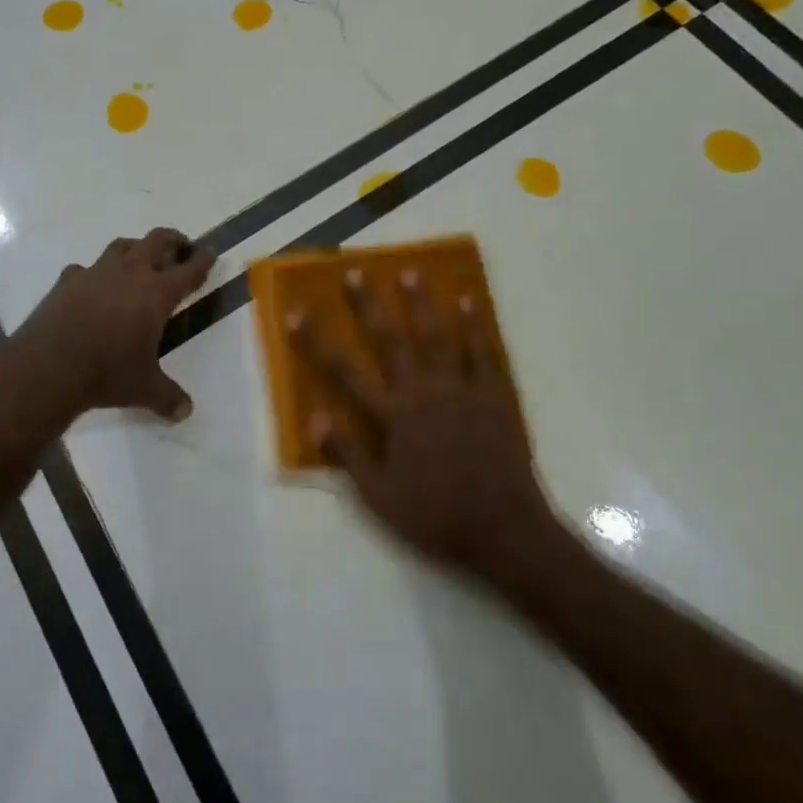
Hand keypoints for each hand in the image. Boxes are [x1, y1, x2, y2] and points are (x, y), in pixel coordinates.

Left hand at [14, 228, 216, 420]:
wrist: (50, 366)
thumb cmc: (107, 373)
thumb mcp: (144, 388)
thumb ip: (168, 397)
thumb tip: (186, 412)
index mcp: (156, 293)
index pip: (188, 271)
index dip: (202, 261)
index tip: (210, 253)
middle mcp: (129, 274)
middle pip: (156, 241)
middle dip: (172, 240)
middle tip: (180, 246)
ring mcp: (95, 273)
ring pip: (121, 246)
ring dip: (135, 248)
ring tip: (138, 258)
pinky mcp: (67, 281)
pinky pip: (84, 269)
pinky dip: (92, 274)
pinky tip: (91, 286)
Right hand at [288, 267, 561, 579]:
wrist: (504, 531)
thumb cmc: (436, 516)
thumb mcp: (379, 497)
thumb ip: (348, 454)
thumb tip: (315, 416)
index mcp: (394, 416)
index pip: (345, 371)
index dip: (318, 341)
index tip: (297, 311)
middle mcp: (424, 393)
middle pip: (391, 341)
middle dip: (369, 305)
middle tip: (356, 271)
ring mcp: (462, 390)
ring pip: (438, 337)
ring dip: (423, 303)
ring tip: (412, 271)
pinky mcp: (495, 396)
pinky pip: (483, 352)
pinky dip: (475, 326)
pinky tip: (469, 302)